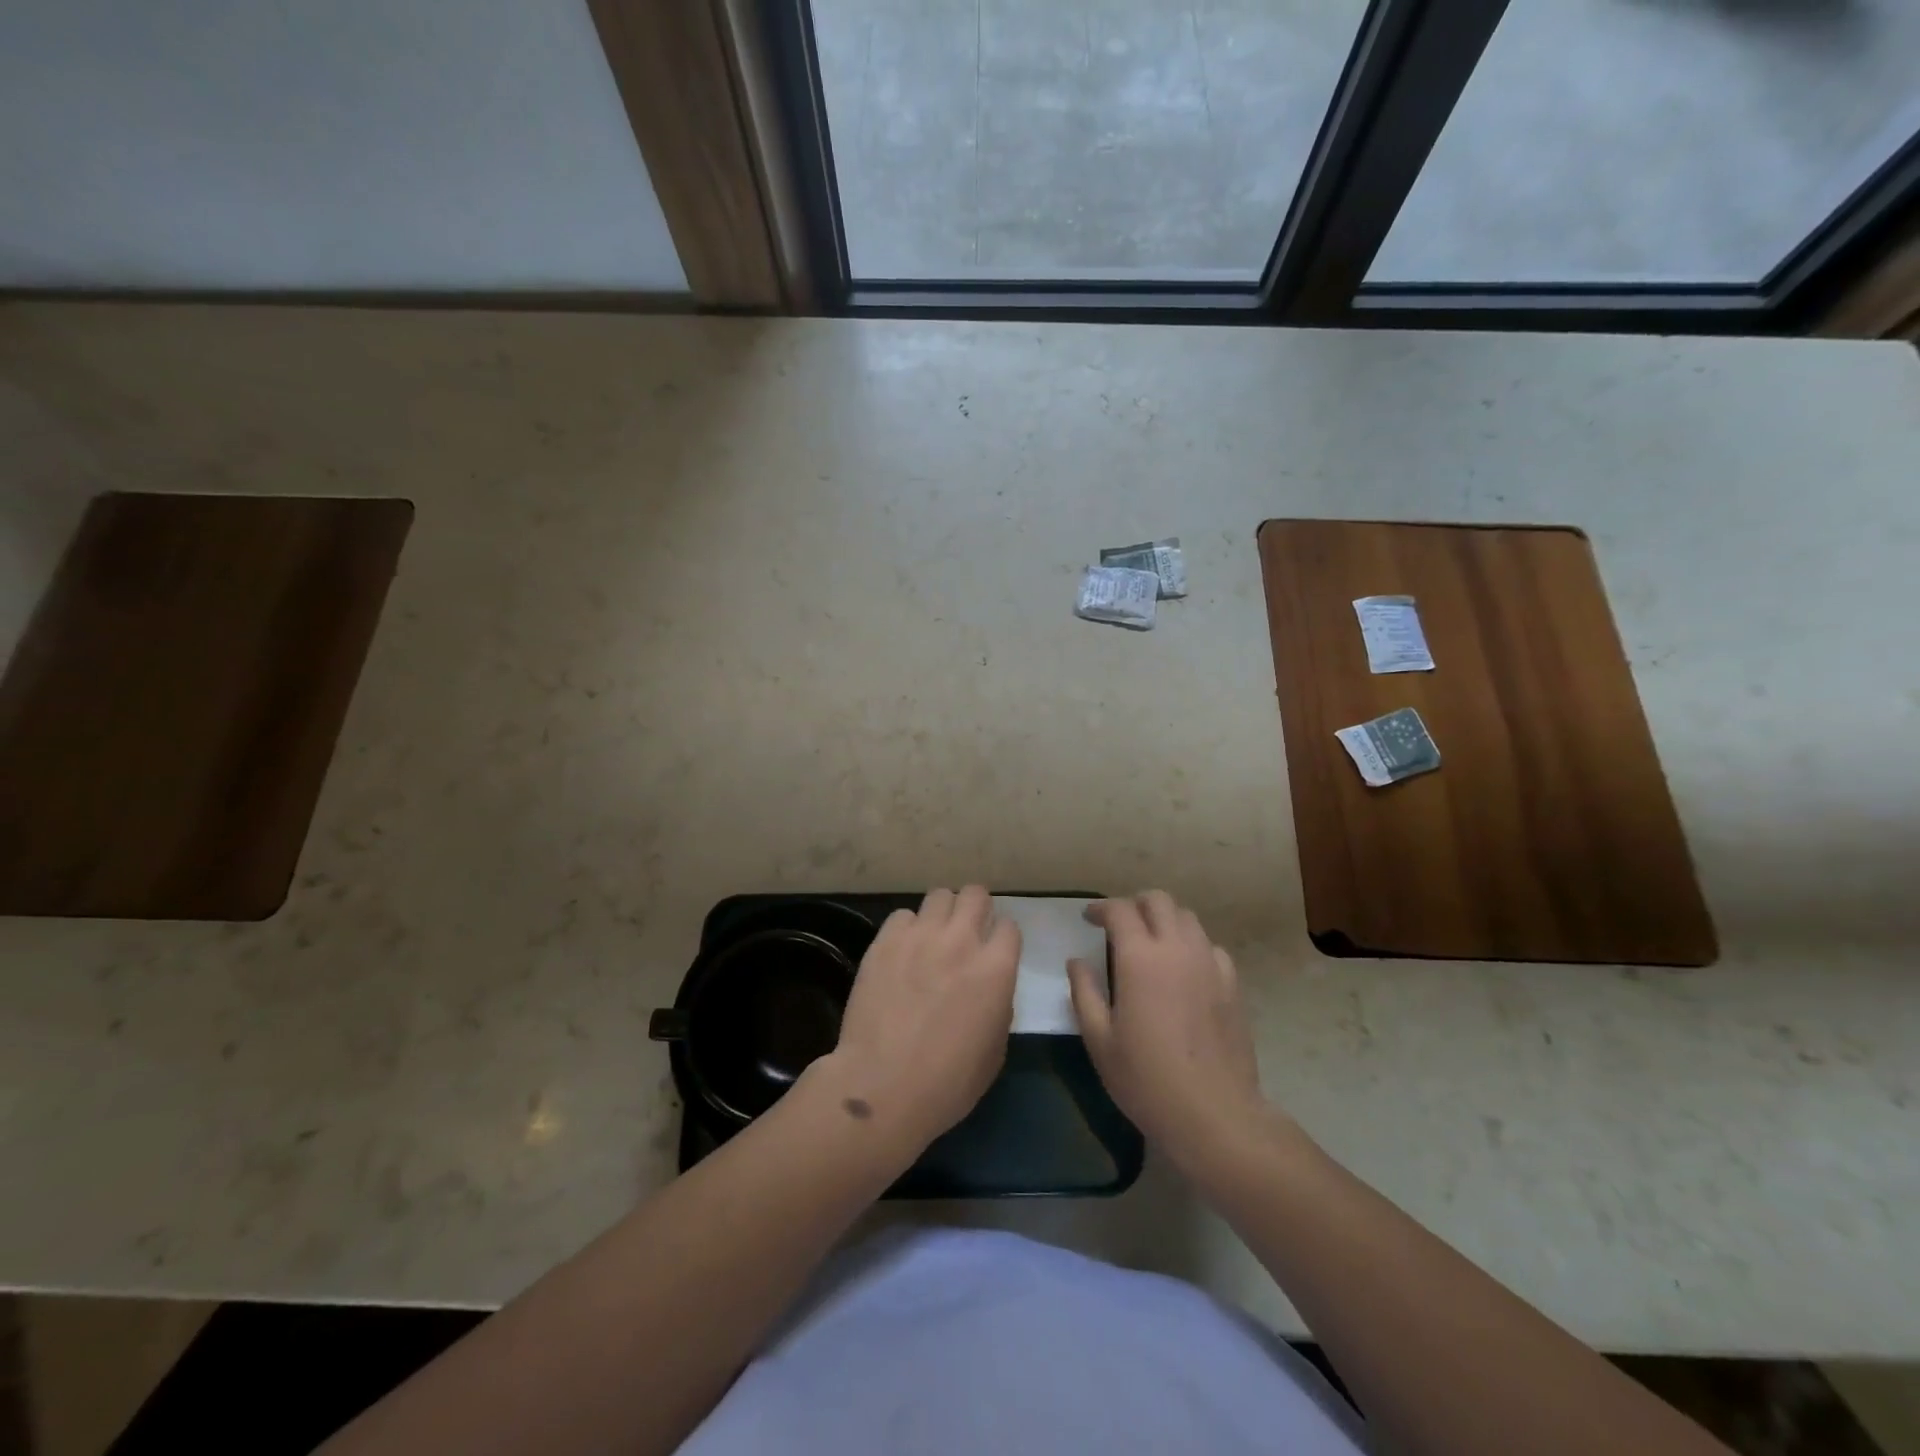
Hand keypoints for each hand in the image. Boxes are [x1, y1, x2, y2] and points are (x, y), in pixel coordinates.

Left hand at [823, 886, 1019, 1153]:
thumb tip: (990, 986)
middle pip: (975, 894)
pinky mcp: (885, 940)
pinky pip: (902, 915)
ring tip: (932, 937)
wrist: (883, 1086)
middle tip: (965, 932)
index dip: (1001, 939)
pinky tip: (901, 952)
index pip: (1009, 926)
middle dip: (975, 909)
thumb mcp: (995, 1049)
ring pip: (939, 895)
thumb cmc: (948, 1083)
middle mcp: (962, 940)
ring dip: (941, 913)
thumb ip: (998, 1004)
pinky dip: (906, 929)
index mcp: (997, 968)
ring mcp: (921, 936)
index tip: (993, 952)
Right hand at [1068, 890, 1269, 1165]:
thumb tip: (1076, 962)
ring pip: (1188, 918)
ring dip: (1165, 920)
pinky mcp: (1232, 984)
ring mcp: (1210, 963)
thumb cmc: (1146, 1079)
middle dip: (1135, 904)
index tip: (1089, 918)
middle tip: (1120, 926)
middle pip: (1159, 901)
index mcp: (1140, 958)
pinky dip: (1192, 946)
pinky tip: (1184, 970)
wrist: (1214, 1114)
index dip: (1101, 908)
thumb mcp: (1100, 1040)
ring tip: (1152, 944)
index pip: (1120, 910)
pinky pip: (1210, 946)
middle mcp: (1177, 949)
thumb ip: (1084, 993)